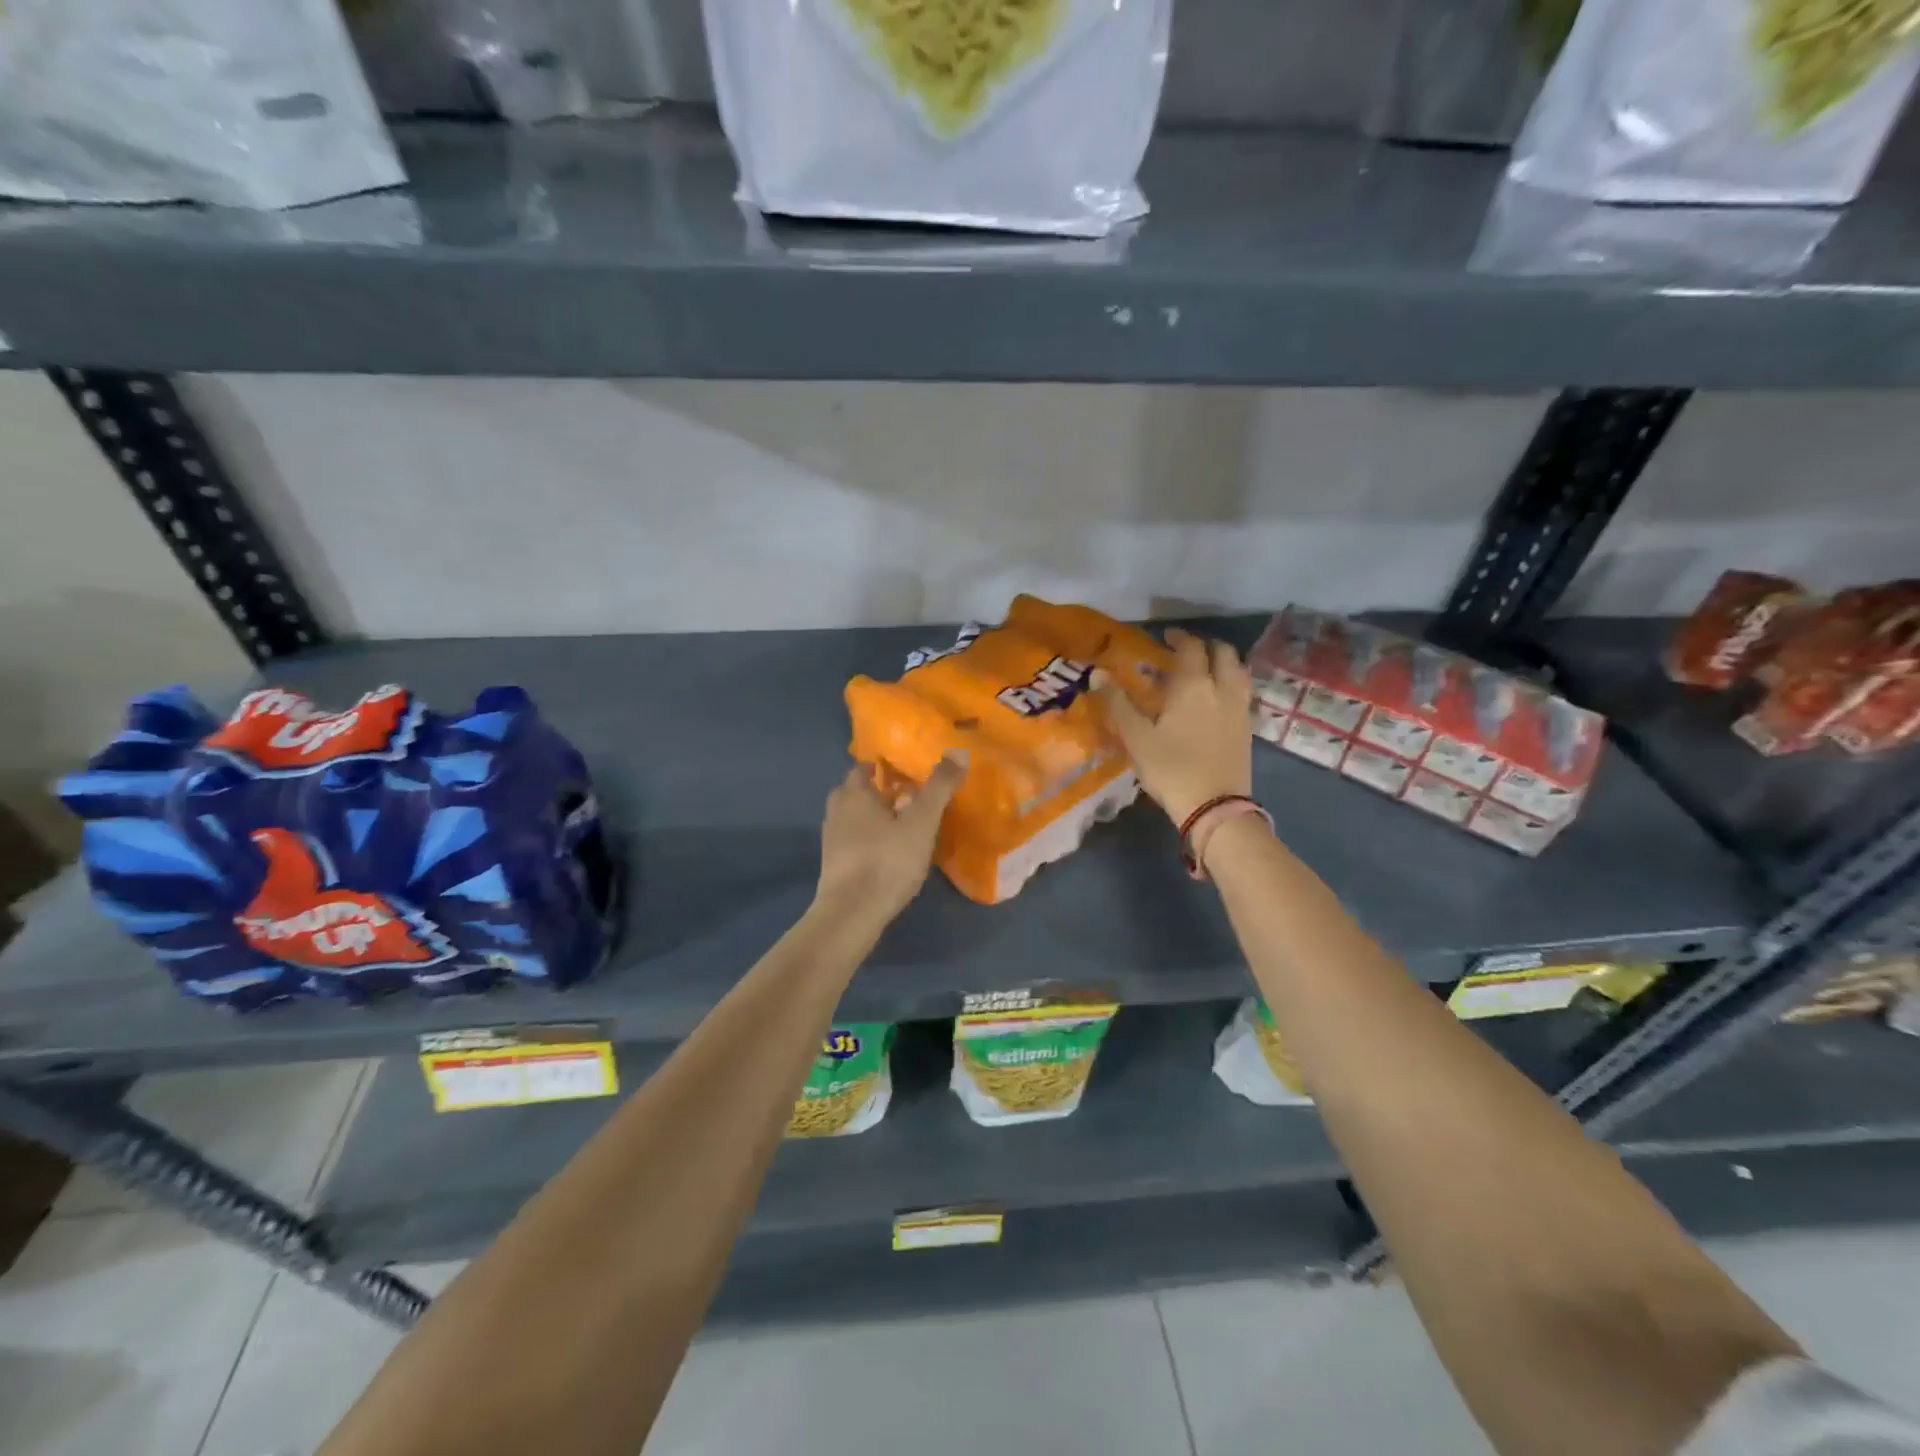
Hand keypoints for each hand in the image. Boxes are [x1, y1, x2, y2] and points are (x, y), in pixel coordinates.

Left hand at [813, 757, 965, 925]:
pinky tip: (889, 850)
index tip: (906, 768)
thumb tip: (958, 751)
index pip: (864, 766)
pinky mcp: (834, 865)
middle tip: (907, 794)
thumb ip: (939, 787)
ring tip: (902, 822)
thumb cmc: (887, 860)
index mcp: (855, 793)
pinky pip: (853, 840)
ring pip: (854, 817)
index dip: (883, 764)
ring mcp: (832, 840)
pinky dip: (869, 838)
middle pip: (856, 791)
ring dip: (874, 815)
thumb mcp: (921, 822)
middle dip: (878, 790)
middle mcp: (837, 810)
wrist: (852, 913)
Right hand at [1096, 628, 1251, 825]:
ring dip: (1223, 662)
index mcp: (1193, 685)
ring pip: (1238, 671)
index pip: (1191, 648)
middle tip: (1186, 651)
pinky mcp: (1248, 728)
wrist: (1215, 806)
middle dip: (1205, 646)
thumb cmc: (1171, 768)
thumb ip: (1118, 703)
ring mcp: (1240, 708)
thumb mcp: (1136, 737)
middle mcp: (1222, 688)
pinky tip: (1217, 698)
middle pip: (1223, 653)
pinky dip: (1231, 683)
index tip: (1166, 636)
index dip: (1179, 637)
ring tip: (1206, 670)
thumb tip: (1098, 673)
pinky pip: (1243, 692)